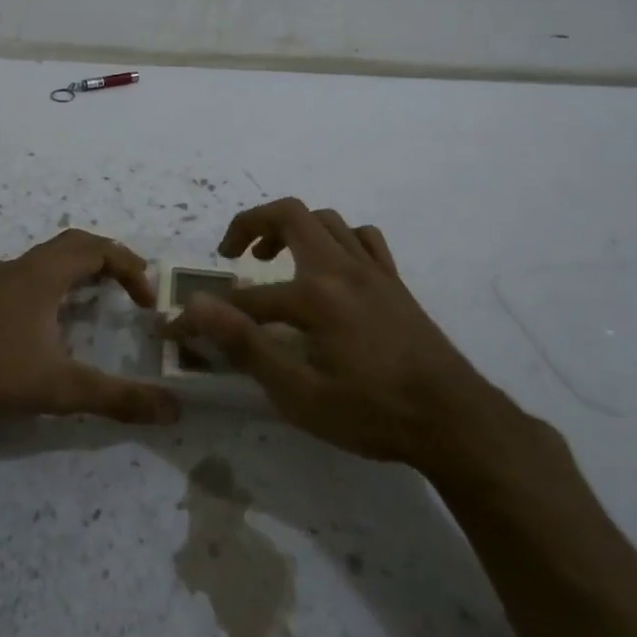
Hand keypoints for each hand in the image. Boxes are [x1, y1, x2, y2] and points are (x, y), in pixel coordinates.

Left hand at [0, 228, 180, 429]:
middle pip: (74, 244)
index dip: (130, 268)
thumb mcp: (60, 388)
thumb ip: (117, 398)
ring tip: (99, 299)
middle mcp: (21, 268)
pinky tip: (52, 320)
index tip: (147, 301)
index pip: (98, 249)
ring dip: (80, 269)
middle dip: (109, 260)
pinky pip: (30, 275)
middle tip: (132, 288)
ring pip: (48, 259)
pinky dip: (55, 283)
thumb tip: (172, 409)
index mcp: (44, 274)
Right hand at [167, 199, 520, 470]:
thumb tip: (197, 309)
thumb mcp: (300, 393)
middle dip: (250, 224)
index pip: (245, 297)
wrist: (455, 422)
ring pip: (327, 219)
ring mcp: (373, 270)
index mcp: (315, 295)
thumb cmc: (372, 413)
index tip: (181, 328)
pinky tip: (329, 266)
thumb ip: (246, 345)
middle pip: (289, 215)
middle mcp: (342, 268)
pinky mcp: (395, 282)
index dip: (208, 314)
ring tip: (272, 258)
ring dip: (292, 228)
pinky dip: (338, 239)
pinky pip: (363, 239)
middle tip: (231, 253)